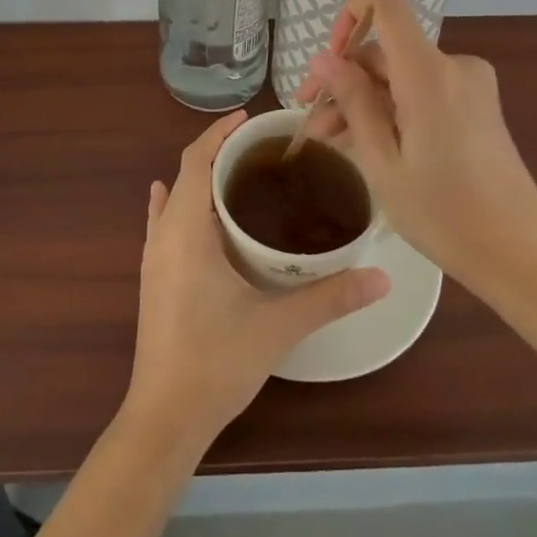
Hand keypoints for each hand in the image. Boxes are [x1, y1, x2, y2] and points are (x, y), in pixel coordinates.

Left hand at [123, 111, 390, 453]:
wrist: (164, 418)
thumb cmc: (216, 362)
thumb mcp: (277, 326)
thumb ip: (330, 297)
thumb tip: (382, 277)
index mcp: (186, 231)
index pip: (196, 160)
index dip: (218, 133)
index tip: (249, 118)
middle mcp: (164, 235)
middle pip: (186, 174)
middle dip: (217, 152)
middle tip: (262, 148)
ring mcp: (154, 258)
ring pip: (175, 199)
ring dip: (201, 178)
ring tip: (240, 172)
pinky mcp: (154, 279)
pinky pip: (163, 224)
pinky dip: (178, 204)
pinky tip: (183, 205)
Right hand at [296, 0, 536, 288]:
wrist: (520, 251)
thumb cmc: (444, 214)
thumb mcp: (383, 162)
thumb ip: (353, 102)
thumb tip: (323, 59)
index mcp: (428, 72)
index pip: (385, 1)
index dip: (349, 14)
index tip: (327, 61)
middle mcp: (452, 64)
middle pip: (385, 50)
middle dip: (343, 81)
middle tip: (311, 124)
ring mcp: (468, 83)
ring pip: (399, 75)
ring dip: (363, 100)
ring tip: (329, 141)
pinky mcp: (475, 101)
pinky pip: (421, 89)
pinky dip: (391, 108)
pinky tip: (364, 142)